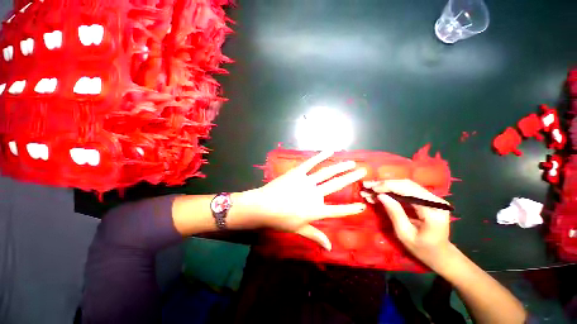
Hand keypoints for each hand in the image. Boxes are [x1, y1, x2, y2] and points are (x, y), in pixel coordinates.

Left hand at [246, 151, 366, 249]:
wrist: (263, 206)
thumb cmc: (281, 220)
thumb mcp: (299, 230)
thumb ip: (315, 236)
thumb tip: (329, 247)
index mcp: (316, 210)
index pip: (338, 210)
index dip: (351, 209)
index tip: (362, 205)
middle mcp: (315, 194)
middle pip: (336, 185)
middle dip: (350, 178)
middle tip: (362, 171)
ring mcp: (307, 181)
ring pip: (327, 173)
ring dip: (340, 166)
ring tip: (351, 162)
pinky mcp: (298, 172)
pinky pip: (311, 163)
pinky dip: (320, 156)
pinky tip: (329, 151)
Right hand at [362, 179, 451, 269]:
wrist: (440, 254)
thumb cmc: (423, 249)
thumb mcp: (405, 234)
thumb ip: (394, 213)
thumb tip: (381, 195)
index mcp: (433, 210)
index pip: (408, 190)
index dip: (388, 186)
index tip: (371, 188)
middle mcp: (434, 200)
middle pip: (406, 184)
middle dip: (384, 184)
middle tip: (366, 185)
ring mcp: (431, 198)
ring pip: (404, 185)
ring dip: (385, 186)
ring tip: (369, 189)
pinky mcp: (425, 199)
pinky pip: (405, 190)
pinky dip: (390, 190)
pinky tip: (378, 192)